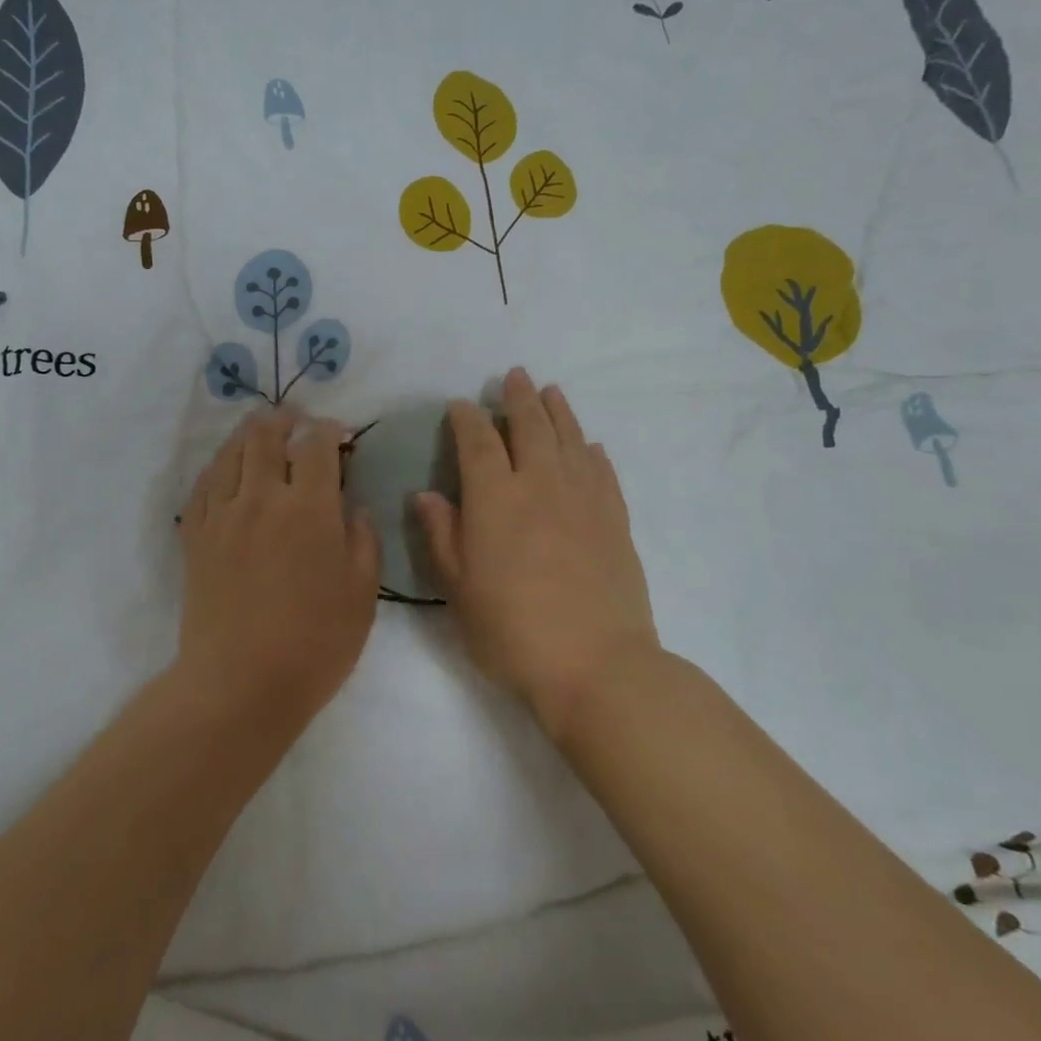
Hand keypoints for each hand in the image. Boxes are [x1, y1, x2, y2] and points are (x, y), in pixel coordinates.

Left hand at [177, 409, 381, 728]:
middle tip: (297, 425)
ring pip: (231, 452)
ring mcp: (222, 514)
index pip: (316, 444)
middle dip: (285, 420)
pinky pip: (203, 483)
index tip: (338, 435)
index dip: (328, 429)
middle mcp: (262, 498)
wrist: (239, 685)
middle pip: (266, 435)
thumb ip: (363, 540)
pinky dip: (220, 465)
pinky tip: (229, 471)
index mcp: (309, 509)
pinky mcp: (195, 535)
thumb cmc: (314, 644)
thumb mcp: (362, 595)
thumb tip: (353, 508)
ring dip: (250, 435)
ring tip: (264, 436)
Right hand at [415, 368, 659, 739]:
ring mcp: (583, 499)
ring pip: (570, 439)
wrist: (595, 664)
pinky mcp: (615, 520)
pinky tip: (590, 446)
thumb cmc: (511, 630)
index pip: (478, 442)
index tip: (461, 405)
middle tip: (514, 375)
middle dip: (518, 398)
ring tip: (551, 391)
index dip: (467, 418)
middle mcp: (540, 484)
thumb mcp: (458, 588)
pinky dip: (593, 453)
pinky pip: (603, 473)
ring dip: (558, 411)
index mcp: (495, 498)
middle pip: (530, 426)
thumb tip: (425, 494)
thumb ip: (442, 535)